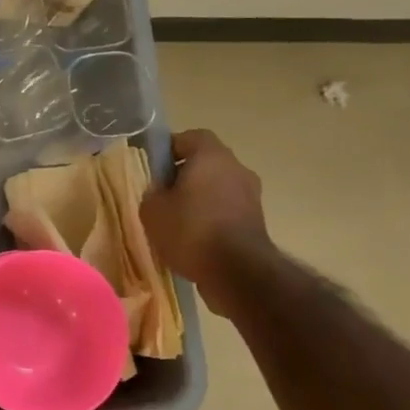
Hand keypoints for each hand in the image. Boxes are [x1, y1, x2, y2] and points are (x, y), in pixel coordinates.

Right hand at [140, 129, 272, 319]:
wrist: (237, 272)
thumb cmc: (190, 230)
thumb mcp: (152, 210)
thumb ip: (153, 192)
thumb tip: (161, 190)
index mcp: (211, 156)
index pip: (191, 137)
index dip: (171, 147)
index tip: (155, 165)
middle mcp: (237, 169)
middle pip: (207, 163)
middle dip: (184, 175)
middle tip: (163, 194)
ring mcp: (251, 196)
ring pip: (218, 188)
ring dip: (200, 198)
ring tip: (176, 221)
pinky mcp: (257, 222)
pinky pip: (228, 210)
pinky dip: (212, 218)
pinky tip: (194, 239)